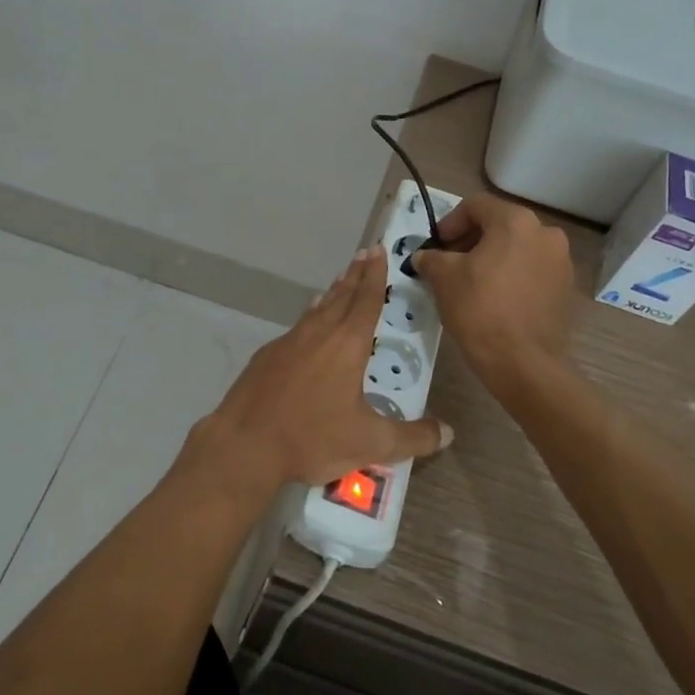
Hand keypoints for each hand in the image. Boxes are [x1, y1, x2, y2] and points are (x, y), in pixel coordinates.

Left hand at [175, 245, 450, 503]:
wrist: (245, 444)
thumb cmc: (312, 438)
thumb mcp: (371, 443)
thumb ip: (413, 438)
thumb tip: (449, 432)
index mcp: (347, 344)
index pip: (367, 300)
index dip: (375, 275)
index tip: (378, 250)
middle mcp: (318, 333)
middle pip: (342, 296)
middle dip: (356, 275)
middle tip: (365, 253)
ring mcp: (289, 342)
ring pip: (317, 309)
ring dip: (333, 293)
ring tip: (341, 280)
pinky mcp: (267, 356)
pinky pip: (297, 326)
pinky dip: (310, 316)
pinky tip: (309, 322)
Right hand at [411, 195, 573, 389]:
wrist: (522, 362)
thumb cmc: (479, 309)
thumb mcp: (442, 278)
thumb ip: (431, 258)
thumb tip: (424, 256)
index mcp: (516, 221)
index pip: (475, 206)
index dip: (449, 223)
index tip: (436, 246)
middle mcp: (545, 233)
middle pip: (499, 225)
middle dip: (471, 240)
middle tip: (449, 263)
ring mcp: (561, 261)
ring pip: (517, 248)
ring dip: (492, 257)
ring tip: (471, 282)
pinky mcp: (566, 288)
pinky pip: (532, 270)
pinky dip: (512, 275)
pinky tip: (495, 298)